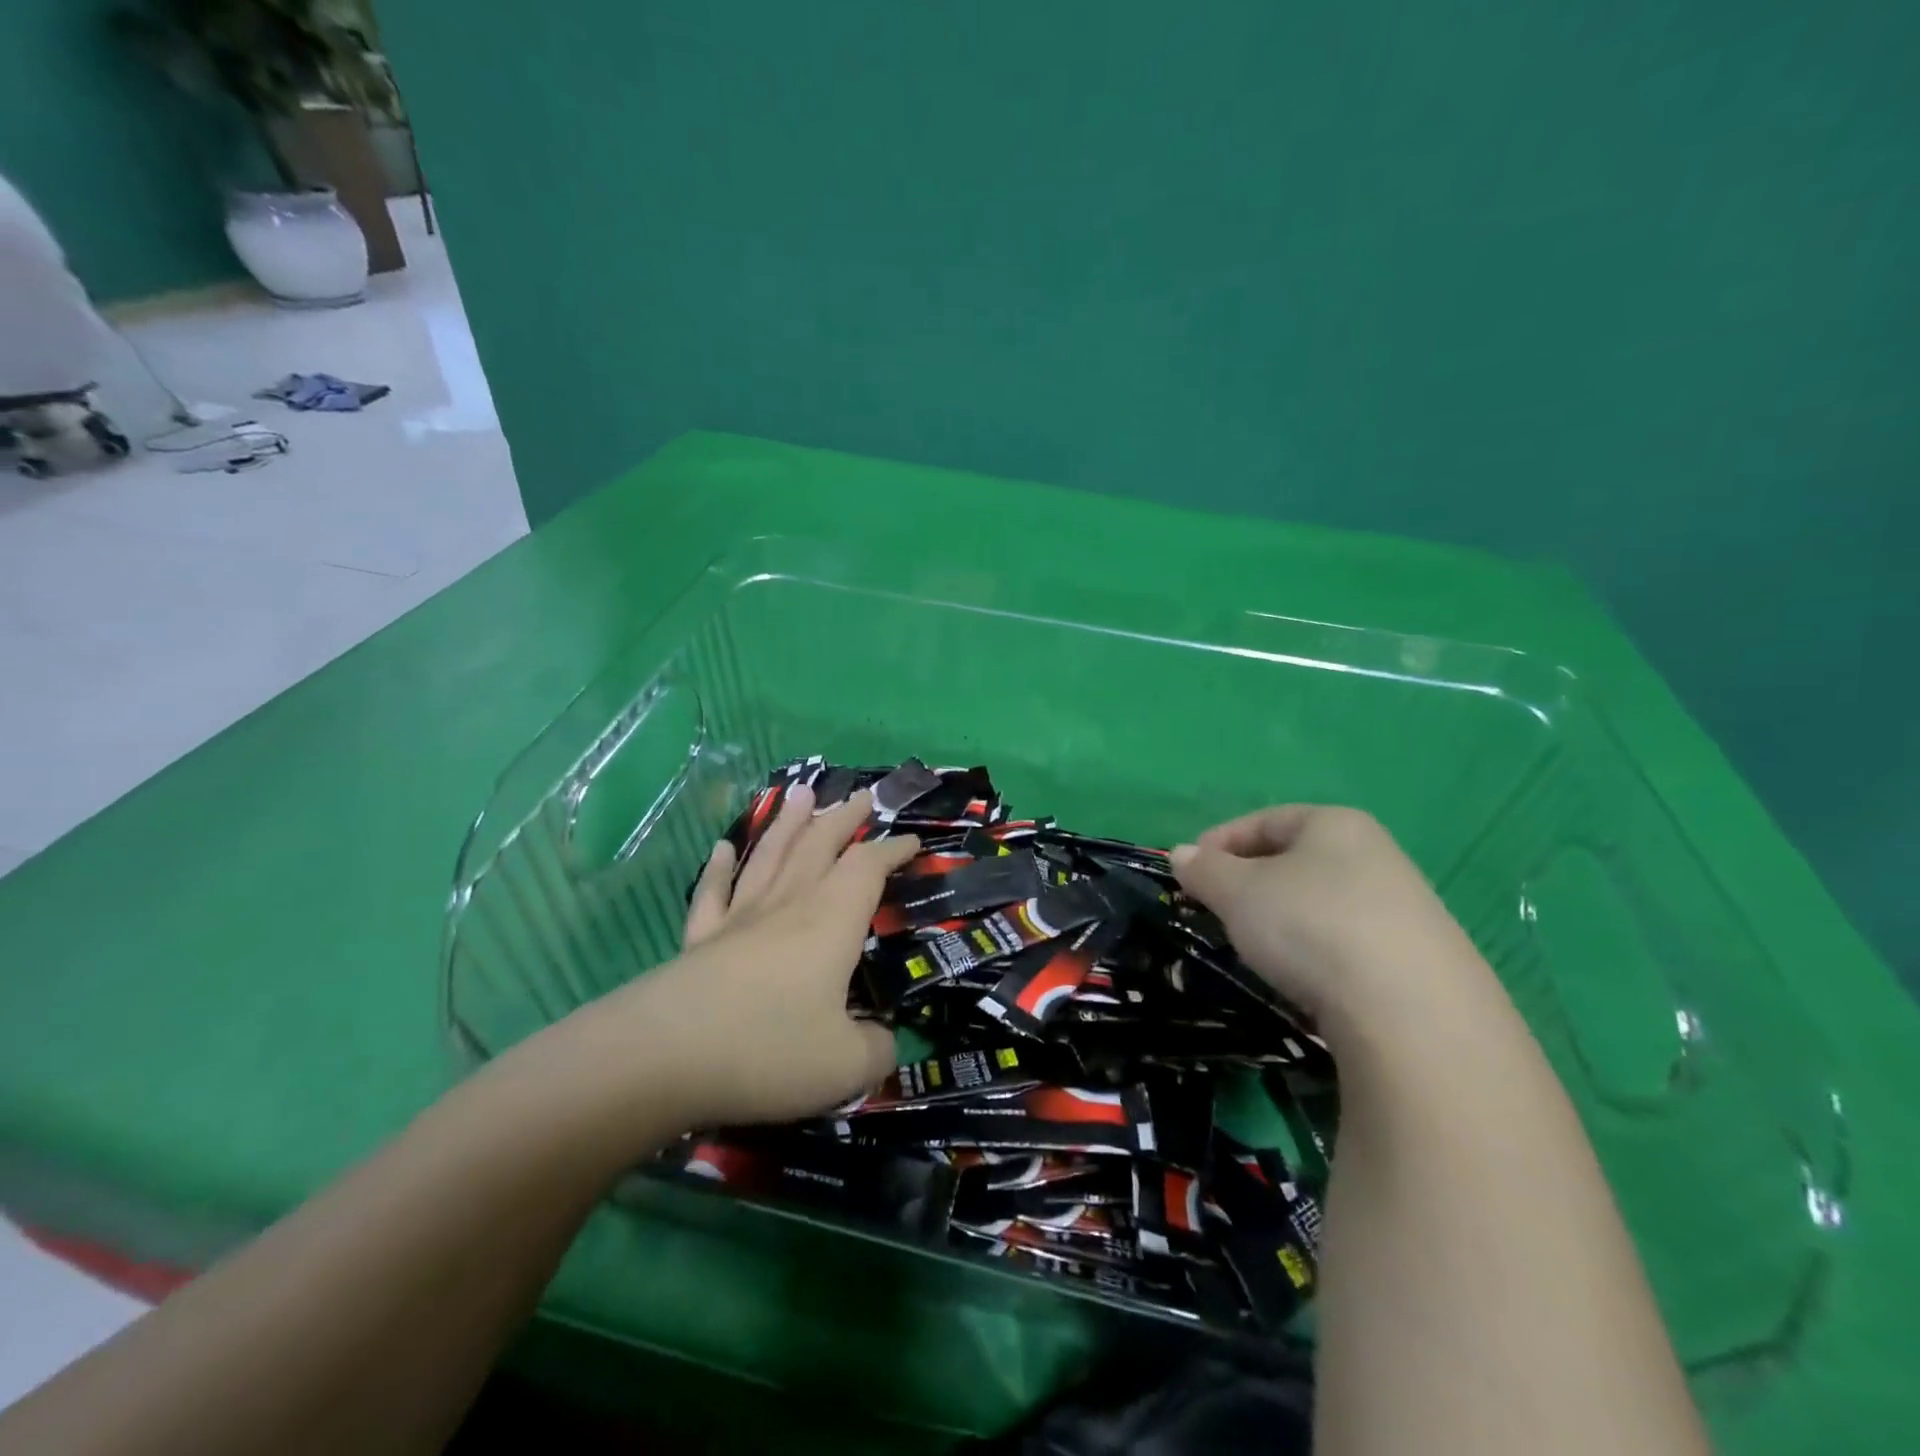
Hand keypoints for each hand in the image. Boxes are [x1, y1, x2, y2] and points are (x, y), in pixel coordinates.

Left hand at [572, 784, 915, 1130]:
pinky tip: (721, 849)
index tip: (913, 840)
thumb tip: (885, 1040)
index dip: (893, 850)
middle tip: (861, 795)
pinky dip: (719, 869)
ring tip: (801, 792)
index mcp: (831, 922)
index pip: (869, 868)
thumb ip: (878, 1050)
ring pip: (769, 856)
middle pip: (819, 846)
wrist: (663, 1057)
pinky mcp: (699, 940)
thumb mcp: (846, 1065)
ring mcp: (739, 919)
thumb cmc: (768, 1049)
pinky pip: (712, 893)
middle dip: (844, 819)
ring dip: (788, 823)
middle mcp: (788, 906)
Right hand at [1171, 805, 1493, 1039]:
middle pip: (1295, 859)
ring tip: (1256, 948)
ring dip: (1283, 918)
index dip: (1218, 842)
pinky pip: (1350, 940)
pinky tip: (1305, 978)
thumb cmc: (1310, 925)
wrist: (1413, 1013)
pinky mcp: (1421, 959)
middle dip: (1249, 882)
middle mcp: (1377, 854)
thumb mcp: (1238, 892)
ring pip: (1322, 901)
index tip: (1188, 873)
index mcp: (1334, 824)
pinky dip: (1317, 950)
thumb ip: (1205, 869)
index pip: (1263, 820)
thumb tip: (1182, 855)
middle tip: (1217, 910)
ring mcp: (1406, 907)